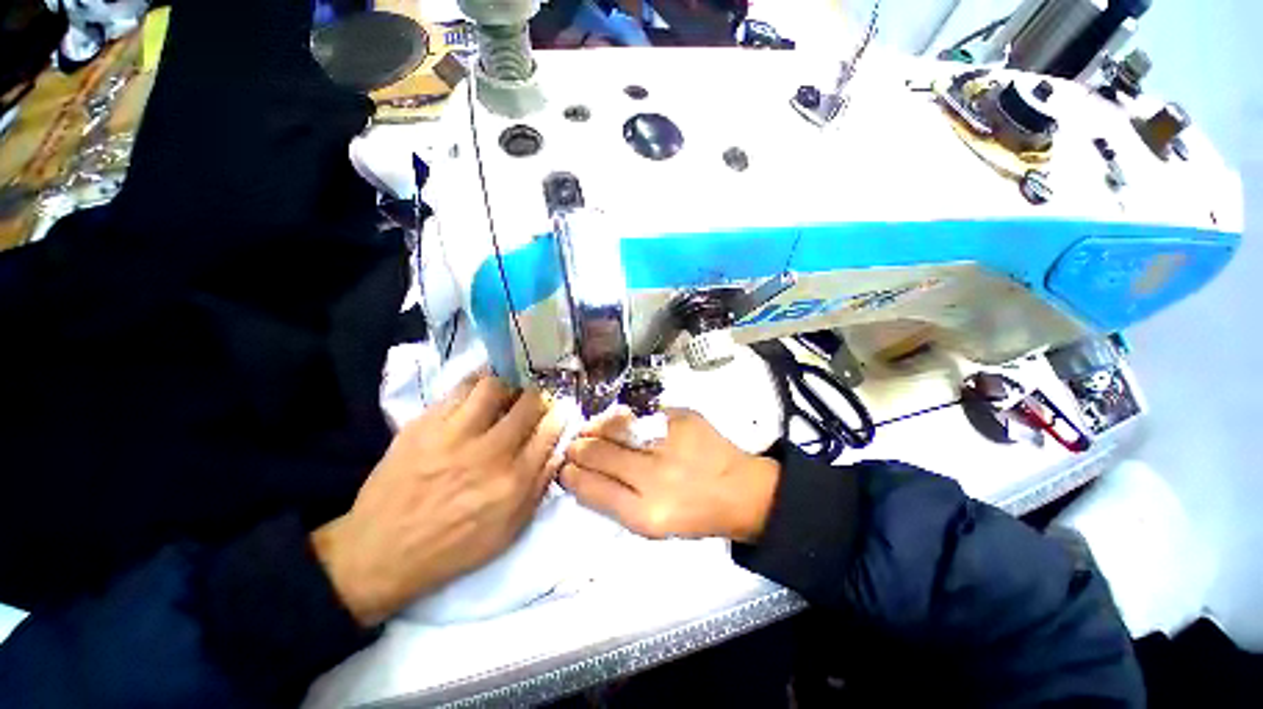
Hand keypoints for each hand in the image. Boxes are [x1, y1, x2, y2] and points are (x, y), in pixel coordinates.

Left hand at [312, 373, 565, 626]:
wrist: (380, 552)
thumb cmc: (453, 547)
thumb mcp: (509, 530)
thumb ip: (539, 487)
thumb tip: (558, 450)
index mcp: (513, 482)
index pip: (549, 430)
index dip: (559, 414)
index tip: (559, 410)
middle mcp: (488, 453)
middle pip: (528, 403)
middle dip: (538, 397)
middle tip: (532, 402)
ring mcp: (453, 435)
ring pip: (493, 387)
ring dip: (506, 388)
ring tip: (502, 397)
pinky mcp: (423, 425)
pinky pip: (457, 390)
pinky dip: (474, 387)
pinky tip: (475, 397)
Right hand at [561, 409, 779, 541]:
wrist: (740, 490)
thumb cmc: (693, 513)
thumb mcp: (650, 525)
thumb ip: (613, 501)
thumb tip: (580, 474)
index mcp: (645, 514)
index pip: (591, 487)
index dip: (571, 474)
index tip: (564, 467)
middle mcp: (655, 477)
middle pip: (598, 453)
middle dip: (578, 447)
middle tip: (575, 444)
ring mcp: (670, 442)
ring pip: (615, 426)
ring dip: (596, 426)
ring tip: (591, 428)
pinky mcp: (682, 418)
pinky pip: (640, 413)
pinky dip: (624, 417)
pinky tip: (620, 421)